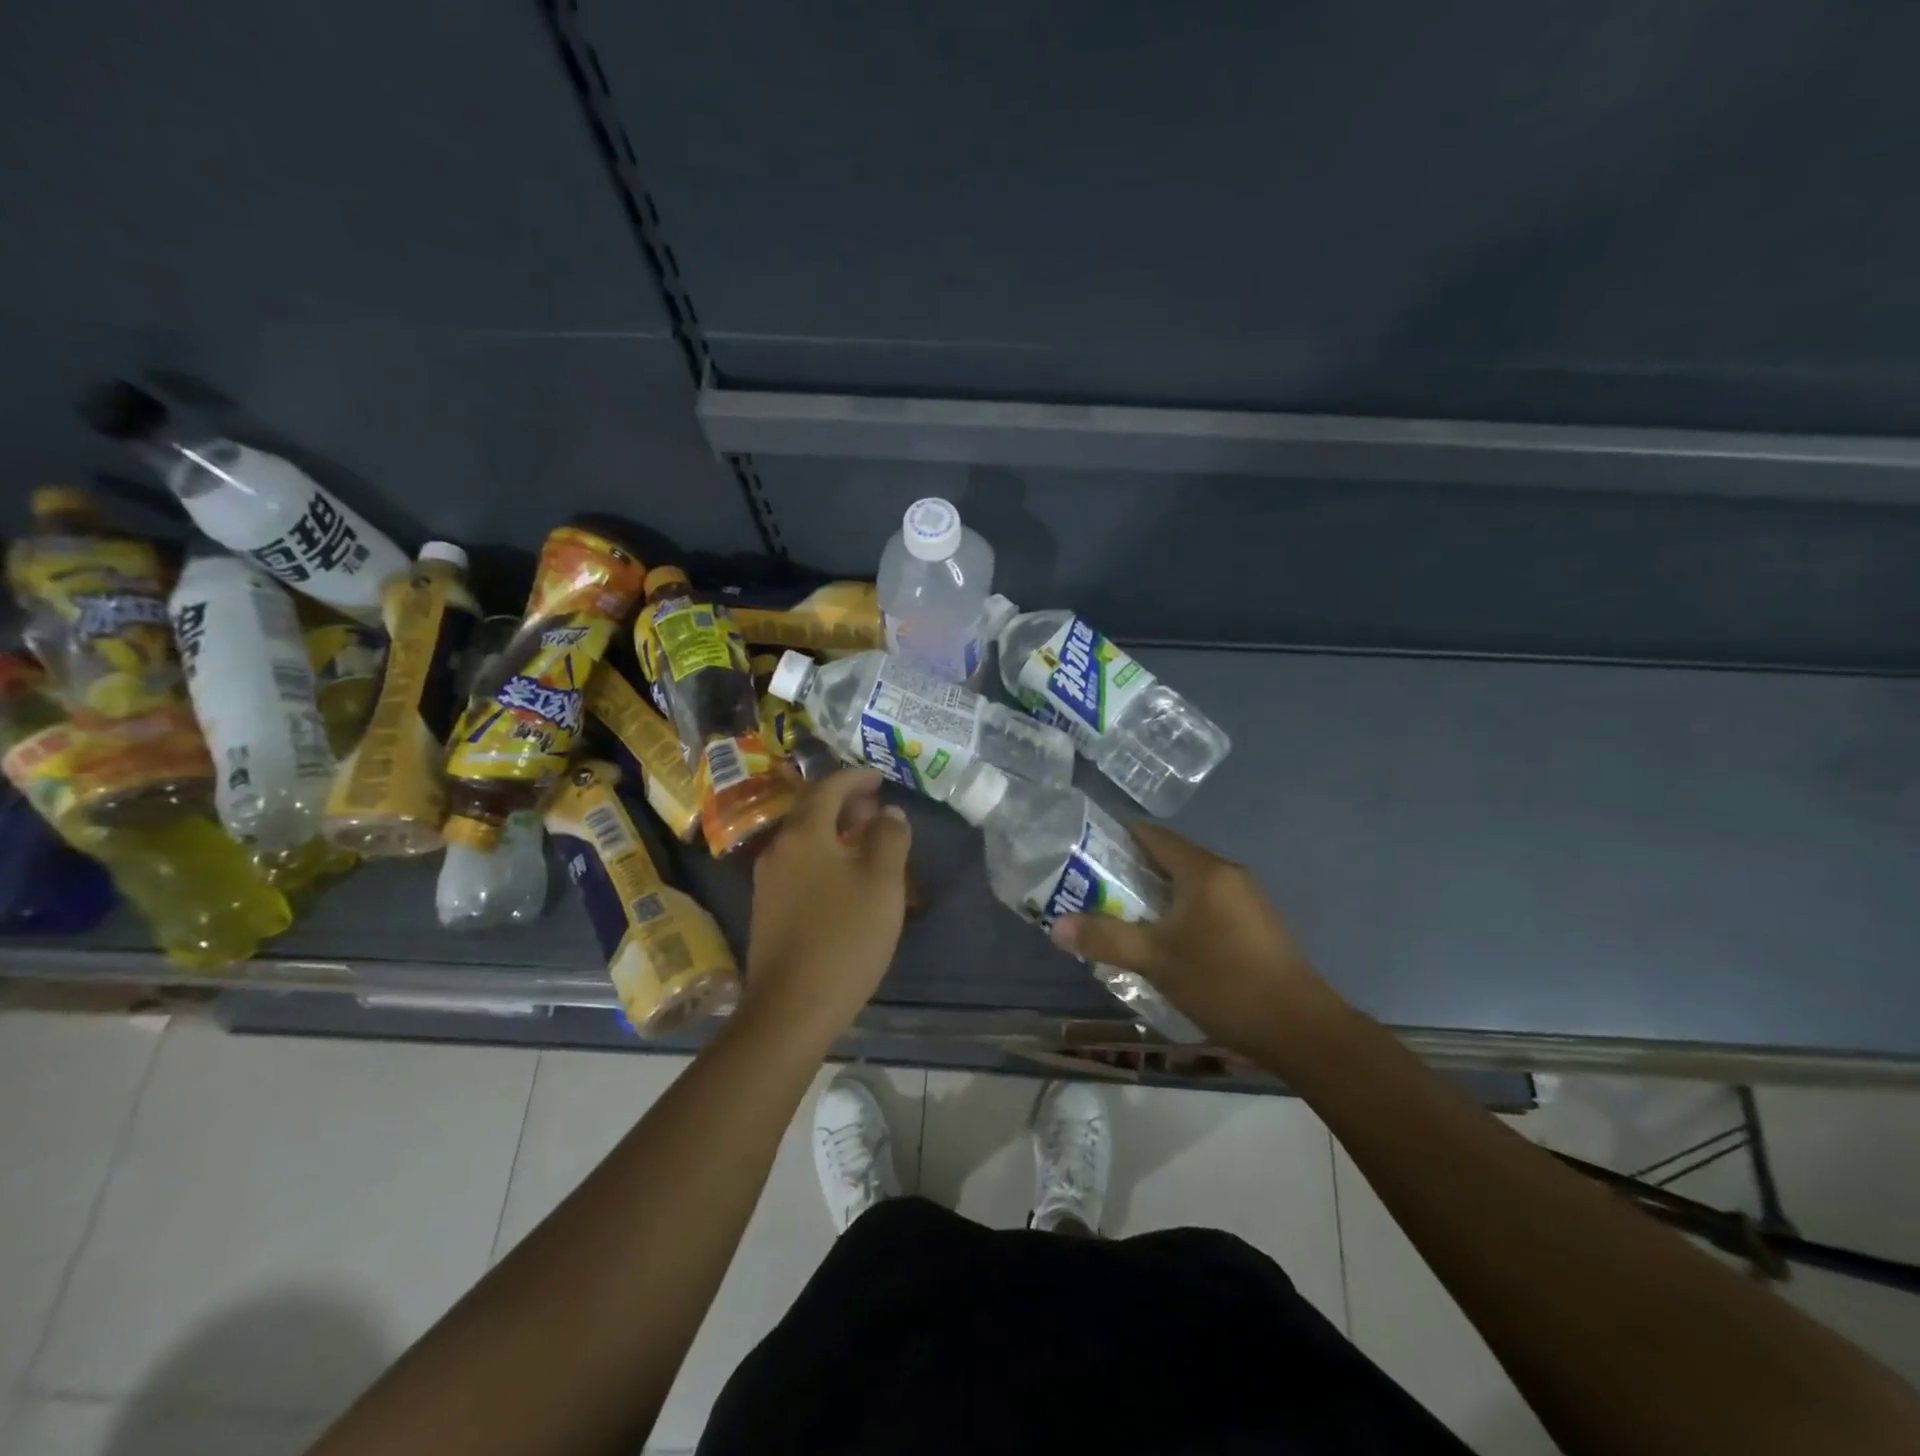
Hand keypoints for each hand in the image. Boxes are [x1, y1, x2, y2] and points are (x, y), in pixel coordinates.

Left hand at [739, 768, 911, 1050]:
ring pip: (805, 840)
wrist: (791, 1008)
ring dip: (835, 831)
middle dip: (845, 803)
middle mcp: (779, 850)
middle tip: (877, 807)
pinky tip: (846, 878)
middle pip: (812, 812)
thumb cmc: (844, 937)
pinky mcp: (768, 910)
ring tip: (867, 839)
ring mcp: (768, 882)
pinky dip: (825, 855)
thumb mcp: (881, 882)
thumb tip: (889, 813)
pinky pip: (800, 865)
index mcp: (804, 834)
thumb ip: (889, 838)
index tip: (880, 777)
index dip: (856, 777)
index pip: (828, 788)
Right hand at [1048, 823, 1338, 1057]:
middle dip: (1129, 870)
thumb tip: (1056, 926)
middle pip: (1169, 858)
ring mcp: (1246, 899)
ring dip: (1154, 895)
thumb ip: (1105, 938)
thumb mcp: (1156, 960)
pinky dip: (1179, 912)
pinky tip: (1163, 941)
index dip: (1114, 837)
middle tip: (1091, 889)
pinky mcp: (1255, 925)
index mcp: (1203, 870)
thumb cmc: (1224, 982)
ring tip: (1119, 916)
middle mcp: (1227, 874)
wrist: (1301, 1030)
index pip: (1151, 835)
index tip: (1082, 851)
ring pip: (1188, 884)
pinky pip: (1206, 904)